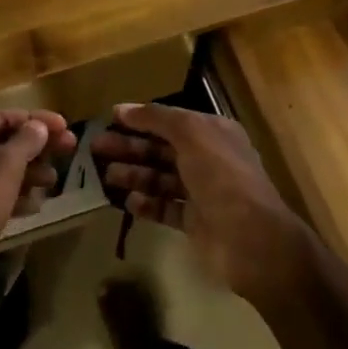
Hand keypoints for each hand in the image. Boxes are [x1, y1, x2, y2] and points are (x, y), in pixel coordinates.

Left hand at [0, 109, 75, 316]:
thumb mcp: (3, 169)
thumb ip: (24, 143)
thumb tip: (38, 126)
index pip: (3, 116)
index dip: (35, 119)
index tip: (65, 126)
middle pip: (3, 142)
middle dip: (36, 146)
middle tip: (70, 150)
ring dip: (28, 172)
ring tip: (54, 181)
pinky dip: (14, 196)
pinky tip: (34, 206)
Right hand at [91, 103, 314, 305]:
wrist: (251, 239)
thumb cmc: (221, 176)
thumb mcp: (191, 134)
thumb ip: (156, 118)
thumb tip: (122, 108)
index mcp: (213, 133)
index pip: (170, 121)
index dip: (140, 119)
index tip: (109, 119)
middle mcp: (208, 159)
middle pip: (161, 149)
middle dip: (130, 147)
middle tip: (96, 148)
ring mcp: (202, 192)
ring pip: (160, 178)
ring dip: (134, 174)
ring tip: (107, 176)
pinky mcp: (194, 222)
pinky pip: (165, 207)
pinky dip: (146, 204)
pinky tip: (128, 202)